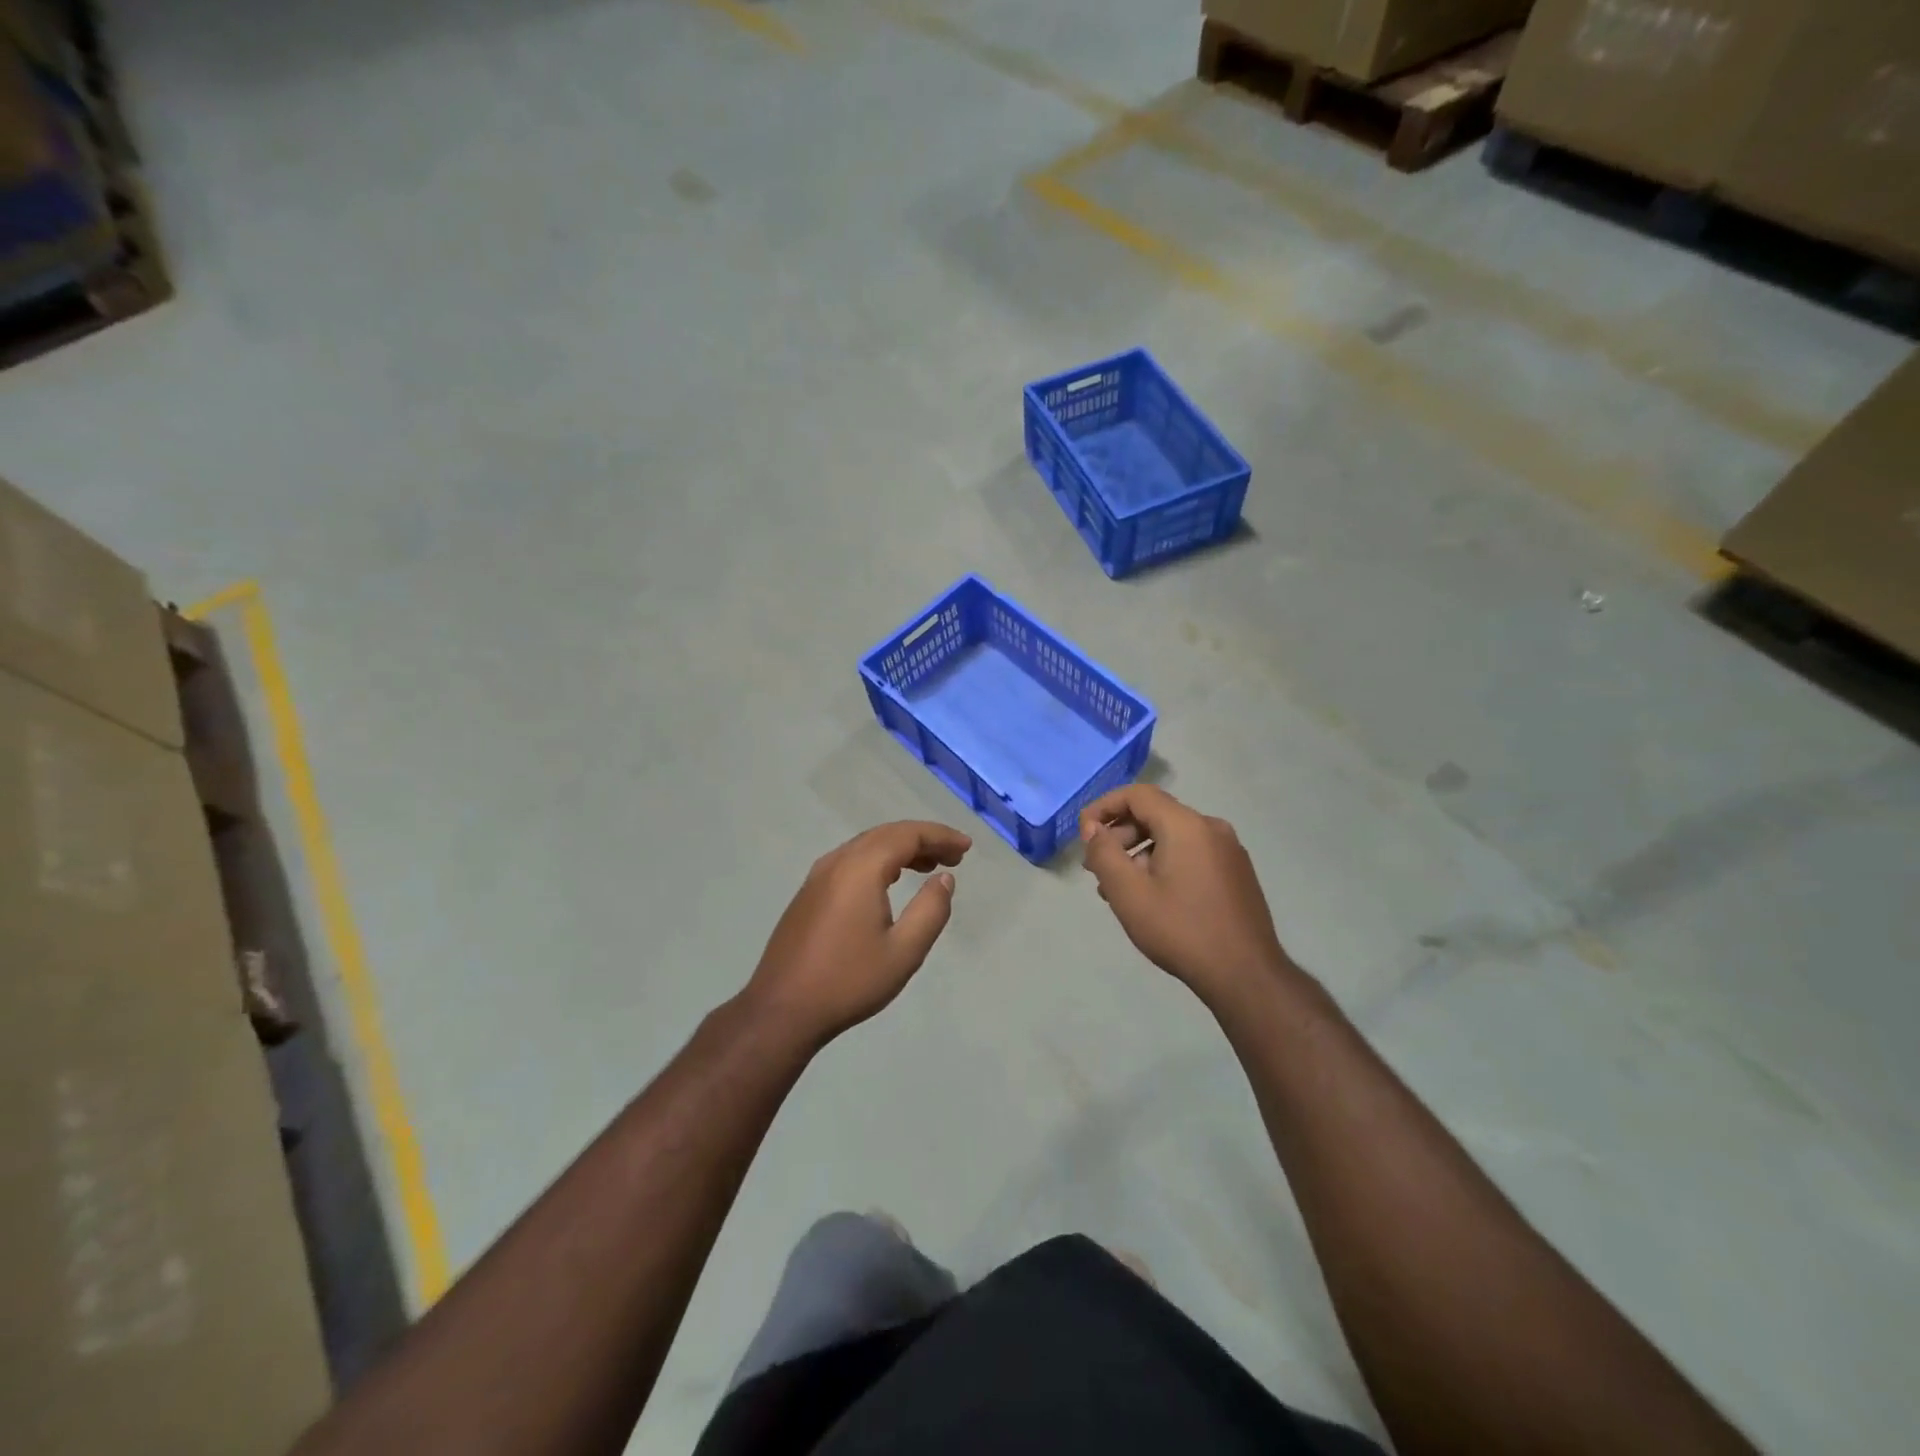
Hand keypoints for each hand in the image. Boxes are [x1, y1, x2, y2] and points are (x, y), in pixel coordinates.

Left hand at [743, 821, 971, 1045]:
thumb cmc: (848, 981)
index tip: (966, 846)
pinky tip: (891, 881)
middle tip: (954, 856)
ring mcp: (818, 876)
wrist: (782, 1009)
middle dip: (923, 840)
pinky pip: (851, 861)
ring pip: (867, 846)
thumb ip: (930, 910)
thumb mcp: (903, 951)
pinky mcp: (809, 893)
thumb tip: (944, 879)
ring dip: (901, 849)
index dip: (940, 836)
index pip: (907, 835)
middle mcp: (837, 862)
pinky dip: (879, 861)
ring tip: (929, 867)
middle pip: (887, 834)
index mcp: (861, 869)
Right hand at [1080, 785, 1296, 1007]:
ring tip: (1118, 889)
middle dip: (1119, 835)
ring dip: (1139, 853)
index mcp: (1186, 825)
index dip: (1104, 807)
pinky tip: (1151, 897)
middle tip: (1095, 868)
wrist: (1245, 975)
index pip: (1137, 795)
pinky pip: (1191, 854)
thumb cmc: (1181, 930)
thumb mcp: (1129, 893)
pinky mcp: (1236, 873)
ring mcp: (1228, 851)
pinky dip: (1164, 864)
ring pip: (1172, 837)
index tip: (1083, 833)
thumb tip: (1094, 829)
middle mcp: (1211, 828)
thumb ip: (1104, 853)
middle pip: (1155, 814)